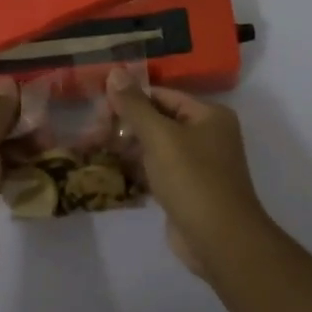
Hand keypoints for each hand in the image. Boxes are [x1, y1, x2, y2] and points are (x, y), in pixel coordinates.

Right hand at [105, 69, 269, 278]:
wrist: (220, 240)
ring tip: (92, 153)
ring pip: (153, 147)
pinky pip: (155, 171)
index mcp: (208, 115)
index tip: (97, 112)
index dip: (128, 100)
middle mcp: (206, 134)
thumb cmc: (193, 180)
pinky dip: (134, 170)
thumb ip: (135, 105)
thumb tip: (115, 71)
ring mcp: (196, 164)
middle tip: (91, 137)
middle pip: (156, 120)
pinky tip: (109, 173)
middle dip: (123, 126)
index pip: (160, 95)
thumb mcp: (160, 137)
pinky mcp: (185, 189)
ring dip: (125, 149)